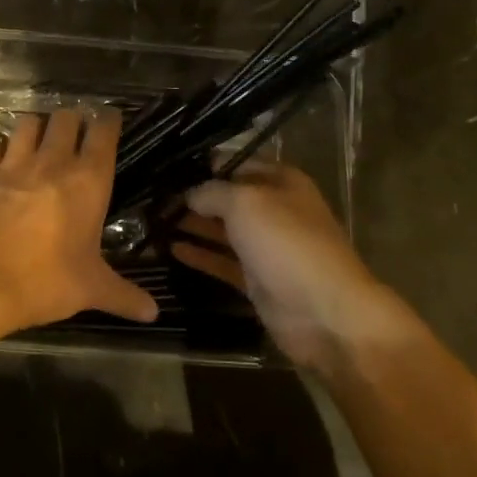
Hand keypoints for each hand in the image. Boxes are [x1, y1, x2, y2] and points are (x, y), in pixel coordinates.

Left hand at [0, 108, 157, 339]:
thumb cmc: (45, 281)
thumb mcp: (91, 289)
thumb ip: (124, 296)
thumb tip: (153, 313)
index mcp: (88, 181)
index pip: (104, 133)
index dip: (108, 121)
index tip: (110, 119)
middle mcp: (53, 161)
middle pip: (65, 119)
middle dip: (72, 120)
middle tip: (75, 132)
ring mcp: (13, 164)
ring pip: (27, 123)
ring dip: (35, 126)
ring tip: (38, 138)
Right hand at [175, 163, 414, 372]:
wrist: (324, 313)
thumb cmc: (286, 243)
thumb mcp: (245, 203)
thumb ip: (212, 192)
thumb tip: (190, 195)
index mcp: (282, 182)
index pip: (237, 163)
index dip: (205, 164)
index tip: (168, 167)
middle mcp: (275, 210)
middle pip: (228, 198)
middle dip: (194, 197)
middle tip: (152, 197)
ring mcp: (266, 248)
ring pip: (223, 231)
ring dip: (192, 226)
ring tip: (152, 221)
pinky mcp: (257, 280)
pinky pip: (223, 262)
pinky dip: (200, 255)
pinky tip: (171, 249)